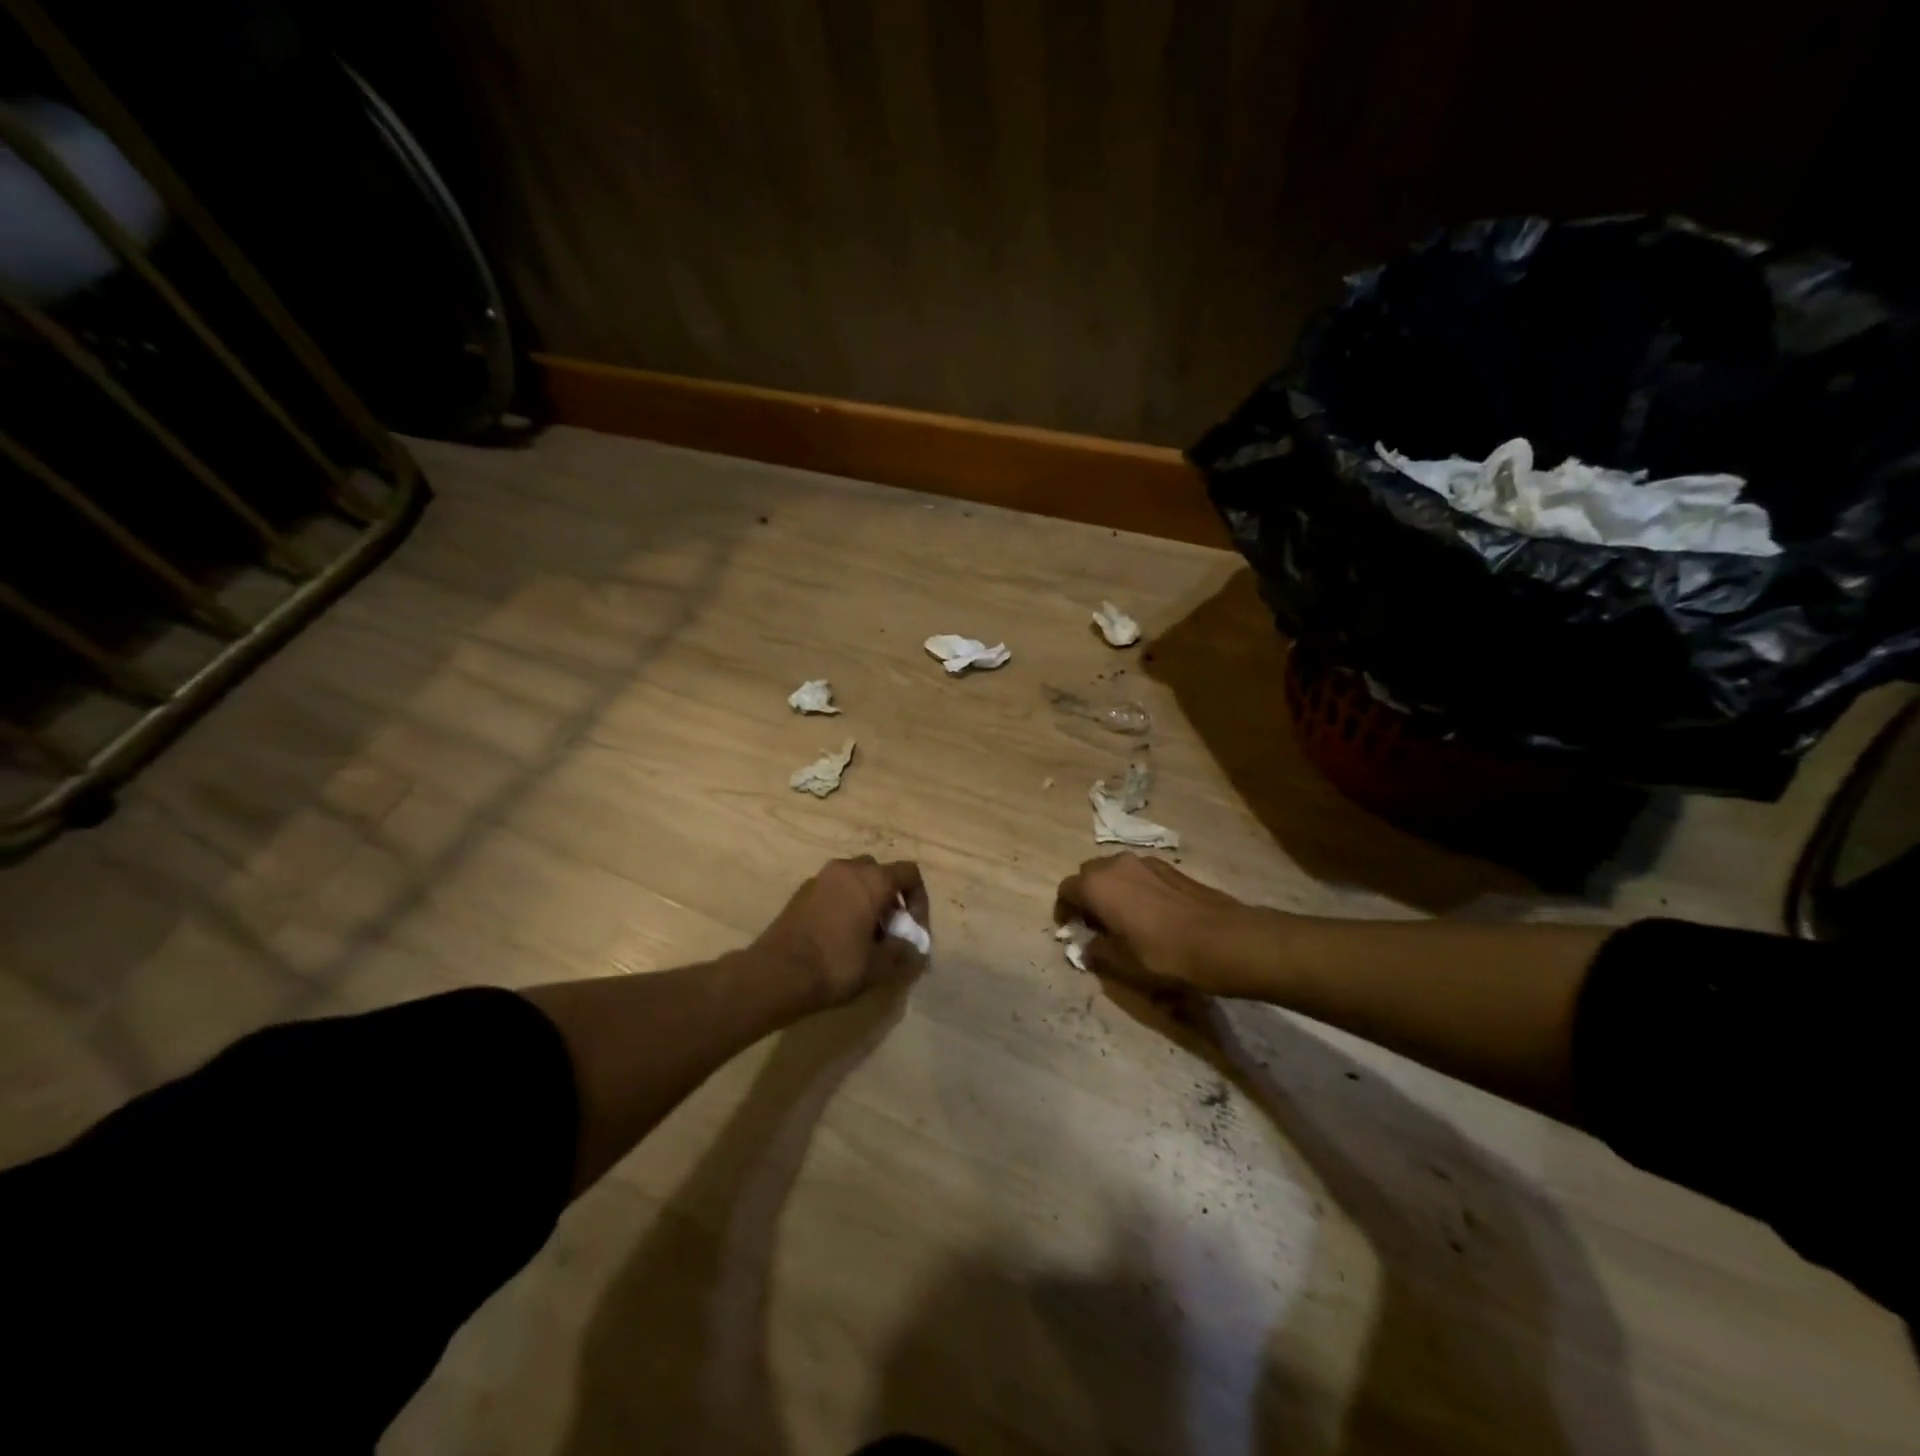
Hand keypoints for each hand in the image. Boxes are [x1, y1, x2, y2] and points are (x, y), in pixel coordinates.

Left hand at [751, 857, 930, 1009]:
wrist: (776, 973)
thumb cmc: (836, 965)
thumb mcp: (880, 965)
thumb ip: (903, 950)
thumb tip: (913, 945)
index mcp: (872, 880)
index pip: (909, 873)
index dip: (919, 899)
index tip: (913, 928)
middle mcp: (847, 869)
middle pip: (880, 872)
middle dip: (890, 897)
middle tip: (889, 929)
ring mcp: (820, 878)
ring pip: (854, 879)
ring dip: (866, 899)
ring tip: (864, 934)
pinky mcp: (801, 892)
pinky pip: (833, 889)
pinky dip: (843, 903)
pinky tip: (839, 935)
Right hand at [1055, 853, 1260, 994]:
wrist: (1222, 939)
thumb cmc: (1163, 953)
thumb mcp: (1123, 963)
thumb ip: (1097, 951)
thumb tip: (1088, 946)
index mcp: (1096, 885)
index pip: (1066, 890)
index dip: (1064, 910)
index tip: (1072, 930)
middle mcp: (1115, 865)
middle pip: (1088, 874)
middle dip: (1087, 895)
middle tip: (1096, 923)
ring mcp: (1144, 862)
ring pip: (1115, 871)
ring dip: (1112, 889)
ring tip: (1124, 918)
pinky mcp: (1169, 866)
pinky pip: (1139, 873)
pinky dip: (1135, 888)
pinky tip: (1151, 912)